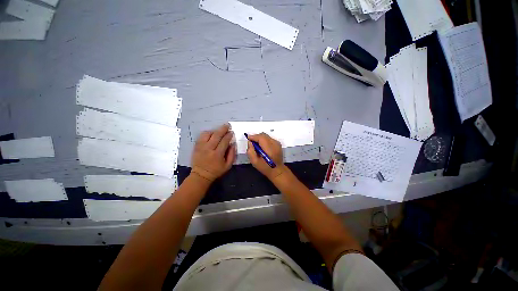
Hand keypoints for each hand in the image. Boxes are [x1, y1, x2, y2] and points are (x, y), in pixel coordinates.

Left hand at [191, 124, 235, 181]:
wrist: (201, 175)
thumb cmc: (216, 171)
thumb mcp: (228, 165)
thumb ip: (232, 154)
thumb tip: (233, 143)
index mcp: (217, 154)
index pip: (224, 141)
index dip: (229, 135)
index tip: (232, 132)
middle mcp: (209, 149)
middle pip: (216, 135)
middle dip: (223, 129)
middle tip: (227, 125)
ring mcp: (201, 147)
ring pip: (208, 134)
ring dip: (215, 130)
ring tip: (219, 131)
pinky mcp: (196, 146)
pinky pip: (201, 136)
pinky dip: (207, 133)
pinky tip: (211, 133)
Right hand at [246, 133, 287, 179]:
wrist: (277, 170)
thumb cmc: (265, 167)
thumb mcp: (254, 162)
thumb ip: (250, 151)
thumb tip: (250, 142)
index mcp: (269, 149)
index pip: (260, 138)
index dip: (253, 137)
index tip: (248, 138)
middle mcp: (274, 144)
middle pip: (263, 135)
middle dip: (256, 137)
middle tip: (252, 143)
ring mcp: (277, 143)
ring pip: (266, 136)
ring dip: (260, 138)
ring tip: (257, 145)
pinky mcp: (278, 144)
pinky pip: (269, 138)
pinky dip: (264, 140)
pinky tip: (262, 147)